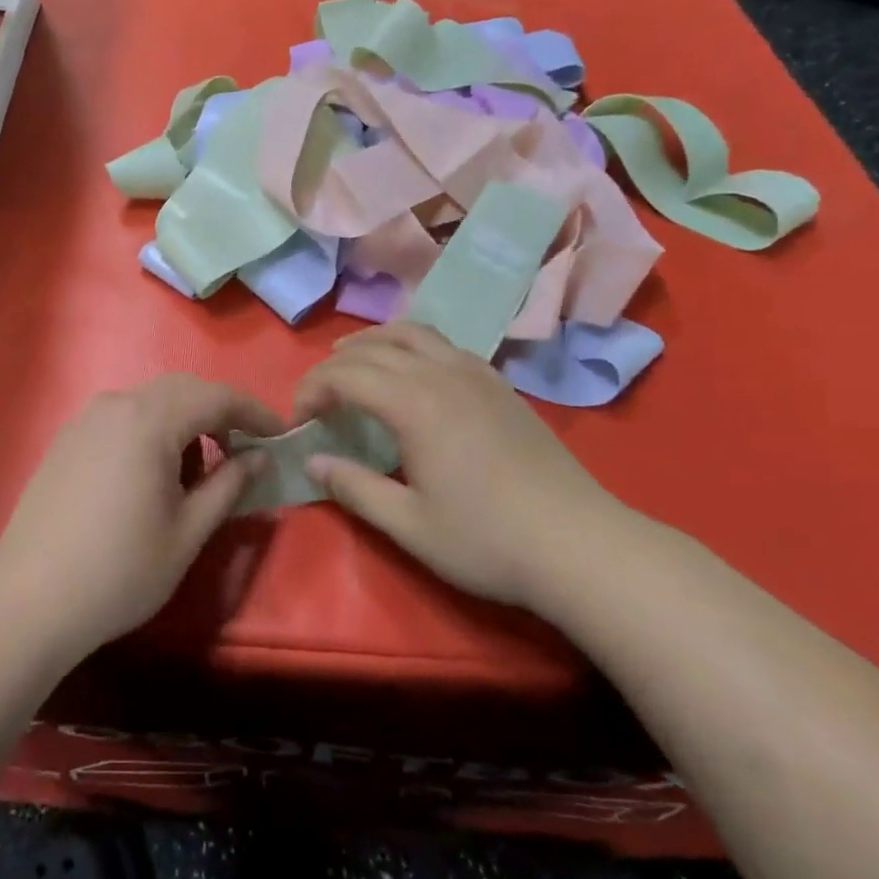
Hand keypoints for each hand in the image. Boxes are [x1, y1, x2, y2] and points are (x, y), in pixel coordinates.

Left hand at [0, 375, 283, 656]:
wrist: (28, 599)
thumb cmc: (120, 571)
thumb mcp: (188, 533)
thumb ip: (229, 485)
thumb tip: (260, 456)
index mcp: (150, 420)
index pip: (216, 397)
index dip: (254, 412)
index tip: (281, 435)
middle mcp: (116, 405)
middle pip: (182, 390)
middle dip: (219, 413)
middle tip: (244, 450)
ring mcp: (85, 420)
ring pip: (149, 402)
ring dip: (184, 422)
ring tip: (197, 471)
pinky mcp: (66, 439)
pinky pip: (122, 418)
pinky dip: (150, 431)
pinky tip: (152, 474)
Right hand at [294, 322, 640, 606]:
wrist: (579, 545)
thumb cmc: (487, 540)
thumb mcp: (409, 525)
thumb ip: (354, 488)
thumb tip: (312, 461)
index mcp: (414, 404)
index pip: (344, 375)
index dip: (311, 390)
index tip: (299, 422)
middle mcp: (442, 374)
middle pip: (373, 348)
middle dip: (334, 366)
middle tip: (317, 399)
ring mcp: (477, 374)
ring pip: (413, 333)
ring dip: (373, 342)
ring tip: (353, 362)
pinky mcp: (500, 386)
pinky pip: (445, 345)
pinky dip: (412, 346)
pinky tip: (412, 372)